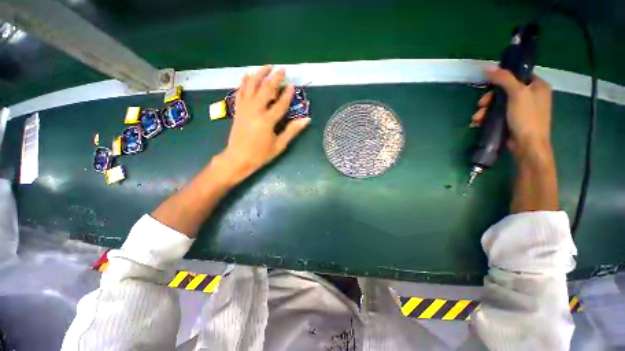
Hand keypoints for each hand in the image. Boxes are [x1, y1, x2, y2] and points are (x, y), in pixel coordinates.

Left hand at [218, 66, 310, 183]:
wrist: (238, 158)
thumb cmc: (260, 154)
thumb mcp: (279, 145)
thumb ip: (292, 131)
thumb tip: (306, 120)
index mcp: (267, 121)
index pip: (280, 104)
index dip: (287, 94)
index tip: (292, 85)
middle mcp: (255, 110)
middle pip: (265, 89)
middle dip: (274, 78)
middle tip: (282, 70)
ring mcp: (244, 108)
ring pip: (251, 86)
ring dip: (259, 74)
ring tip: (267, 66)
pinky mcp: (237, 110)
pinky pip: (240, 92)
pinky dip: (244, 82)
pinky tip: (248, 76)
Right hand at [472, 67, 553, 164]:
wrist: (528, 145)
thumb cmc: (526, 118)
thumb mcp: (517, 94)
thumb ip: (504, 79)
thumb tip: (488, 67)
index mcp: (537, 85)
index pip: (518, 75)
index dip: (502, 78)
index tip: (489, 86)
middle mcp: (531, 95)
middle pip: (505, 90)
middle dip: (489, 98)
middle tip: (481, 105)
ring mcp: (522, 109)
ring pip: (499, 103)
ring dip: (485, 109)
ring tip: (477, 118)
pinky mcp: (513, 120)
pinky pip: (498, 113)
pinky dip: (488, 116)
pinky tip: (479, 122)